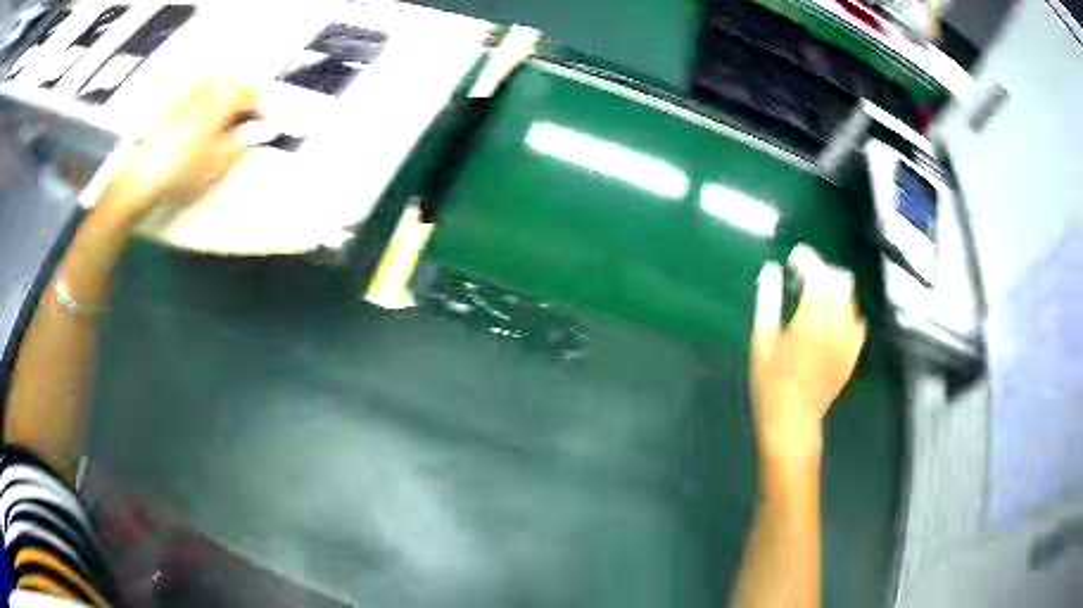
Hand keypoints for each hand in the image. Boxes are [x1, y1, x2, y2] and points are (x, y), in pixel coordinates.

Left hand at [99, 78, 258, 226]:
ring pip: (211, 81)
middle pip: (231, 81)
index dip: (259, 105)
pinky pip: (190, 89)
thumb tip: (263, 131)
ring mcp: (185, 98)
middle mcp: (204, 94)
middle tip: (245, 113)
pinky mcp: (169, 107)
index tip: (261, 120)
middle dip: (241, 94)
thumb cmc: (182, 171)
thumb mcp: (218, 162)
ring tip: (224, 105)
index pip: (248, 93)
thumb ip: (243, 142)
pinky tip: (199, 105)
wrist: (145, 177)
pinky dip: (200, 93)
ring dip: (222, 89)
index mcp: (220, 104)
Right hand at [750, 246, 865, 459]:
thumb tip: (771, 270)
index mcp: (807, 323)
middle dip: (823, 270)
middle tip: (806, 277)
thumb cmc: (769, 383)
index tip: (797, 256)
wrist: (793, 420)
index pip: (817, 277)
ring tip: (818, 296)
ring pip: (850, 298)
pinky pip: (858, 320)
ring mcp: (846, 341)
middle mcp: (833, 328)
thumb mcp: (761, 342)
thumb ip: (768, 302)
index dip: (809, 260)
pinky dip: (847, 311)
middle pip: (838, 281)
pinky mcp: (853, 353)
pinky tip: (833, 317)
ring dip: (835, 288)